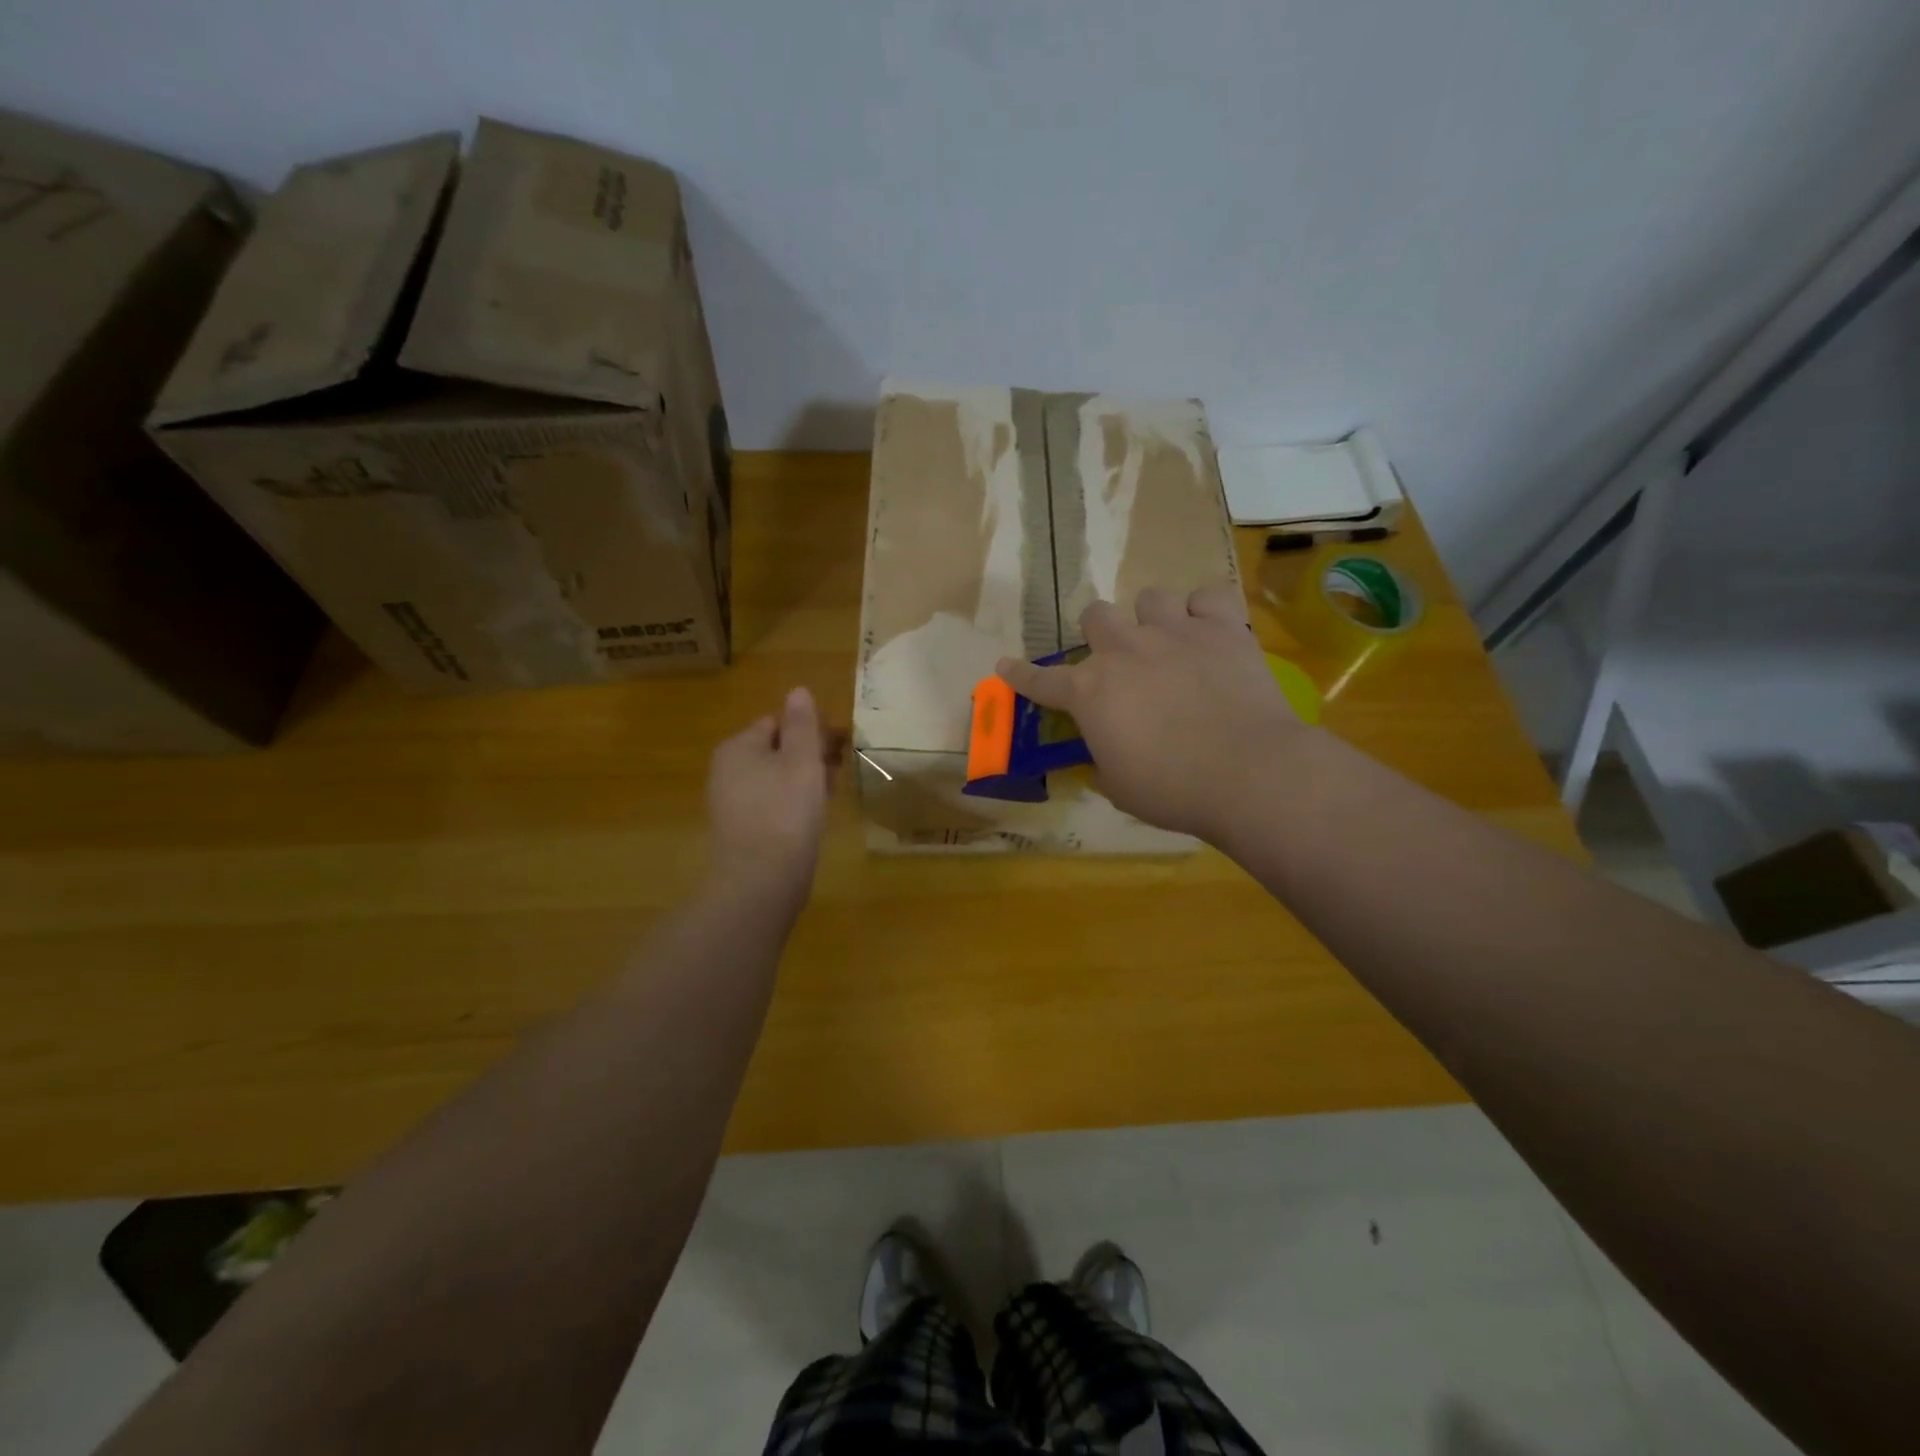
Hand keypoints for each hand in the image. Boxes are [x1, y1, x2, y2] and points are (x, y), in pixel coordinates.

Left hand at [705, 687, 836, 905]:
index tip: (839, 748)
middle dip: (809, 756)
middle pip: (776, 751)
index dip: (810, 731)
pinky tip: (813, 819)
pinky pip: (772, 805)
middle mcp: (727, 771)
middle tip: (840, 772)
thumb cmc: (786, 811)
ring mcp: (731, 803)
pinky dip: (793, 805)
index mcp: (738, 747)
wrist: (761, 881)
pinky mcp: (741, 831)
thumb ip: (802, 724)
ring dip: (804, 781)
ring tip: (832, 795)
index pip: (777, 723)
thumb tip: (798, 691)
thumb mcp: (801, 760)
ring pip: (776, 779)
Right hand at [996, 584, 1308, 841]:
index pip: (1042, 680)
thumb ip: (1104, 759)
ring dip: (1153, 618)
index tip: (1006, 666)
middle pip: (1096, 615)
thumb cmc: (1172, 790)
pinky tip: (1210, 630)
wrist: (1247, 772)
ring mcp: (1174, 632)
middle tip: (1118, 658)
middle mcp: (1124, 650)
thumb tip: (1106, 752)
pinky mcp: (1222, 628)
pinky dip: (1206, 611)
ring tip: (1169, 641)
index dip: (1021, 675)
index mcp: (1090, 692)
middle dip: (1101, 633)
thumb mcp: (1119, 786)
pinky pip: (1208, 596)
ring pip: (1150, 596)